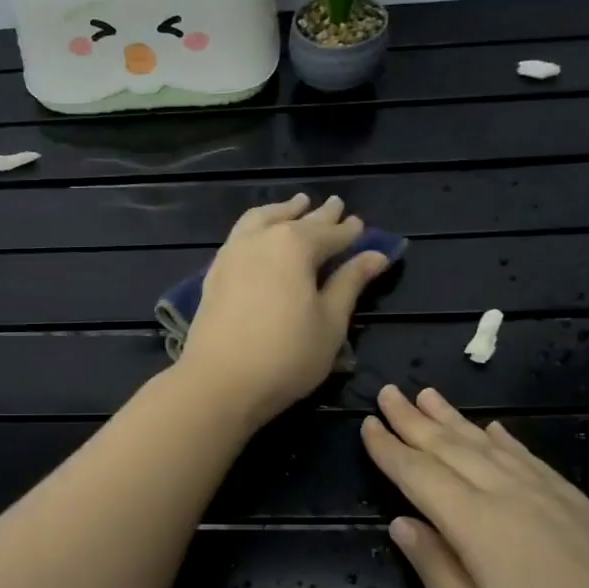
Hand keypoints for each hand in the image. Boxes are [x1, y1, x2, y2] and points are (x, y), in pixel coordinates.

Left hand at [179, 194, 391, 427]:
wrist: (219, 381)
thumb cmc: (286, 355)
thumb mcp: (330, 322)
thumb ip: (350, 283)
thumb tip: (375, 255)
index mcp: (295, 246)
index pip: (330, 233)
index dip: (348, 231)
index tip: (360, 224)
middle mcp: (261, 239)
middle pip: (295, 221)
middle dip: (318, 215)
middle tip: (334, 205)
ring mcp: (232, 254)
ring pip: (260, 220)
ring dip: (281, 212)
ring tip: (294, 206)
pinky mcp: (214, 274)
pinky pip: (239, 236)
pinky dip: (256, 227)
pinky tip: (259, 236)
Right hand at [361, 384, 588, 587]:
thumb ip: (438, 572)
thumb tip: (403, 524)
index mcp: (482, 528)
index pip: (422, 477)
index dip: (390, 451)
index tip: (366, 424)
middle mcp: (517, 501)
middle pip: (456, 450)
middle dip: (416, 421)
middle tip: (388, 392)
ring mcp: (559, 504)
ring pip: (495, 448)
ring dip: (458, 421)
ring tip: (430, 396)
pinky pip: (536, 462)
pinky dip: (510, 442)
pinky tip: (501, 432)